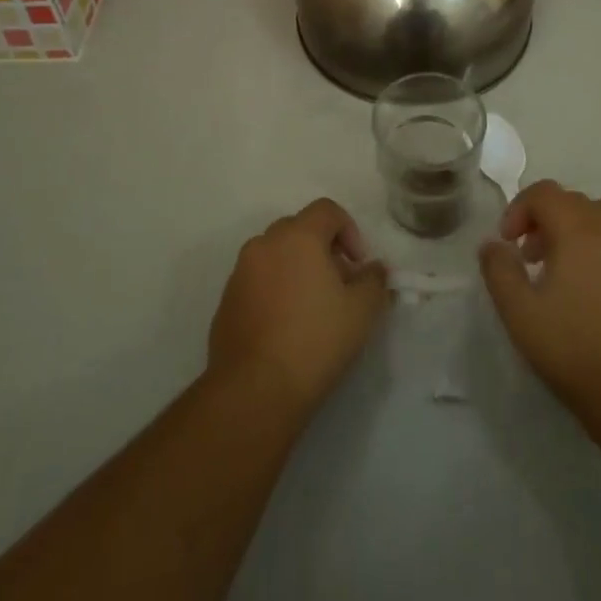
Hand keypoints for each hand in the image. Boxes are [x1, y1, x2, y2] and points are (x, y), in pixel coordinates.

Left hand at [207, 198, 388, 419]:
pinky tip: (285, 326)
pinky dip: (274, 289)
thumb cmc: (315, 341)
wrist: (254, 390)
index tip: (358, 265)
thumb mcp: (362, 311)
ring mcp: (240, 271)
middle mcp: (265, 243)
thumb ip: (374, 281)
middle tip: (339, 285)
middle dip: (323, 249)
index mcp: (298, 236)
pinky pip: (257, 280)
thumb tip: (373, 269)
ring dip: (296, 267)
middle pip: (299, 229)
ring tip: (311, 307)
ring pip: (275, 254)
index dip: (349, 230)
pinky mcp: (226, 300)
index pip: (327, 210)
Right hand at [479, 181, 600, 421]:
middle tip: (530, 258)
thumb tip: (493, 245)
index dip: (519, 210)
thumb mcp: (519, 312)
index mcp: (579, 230)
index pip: (544, 193)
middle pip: (572, 200)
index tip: (508, 243)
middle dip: (544, 219)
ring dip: (580, 221)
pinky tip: (597, 275)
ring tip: (567, 258)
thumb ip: (499, 270)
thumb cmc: (573, 349)